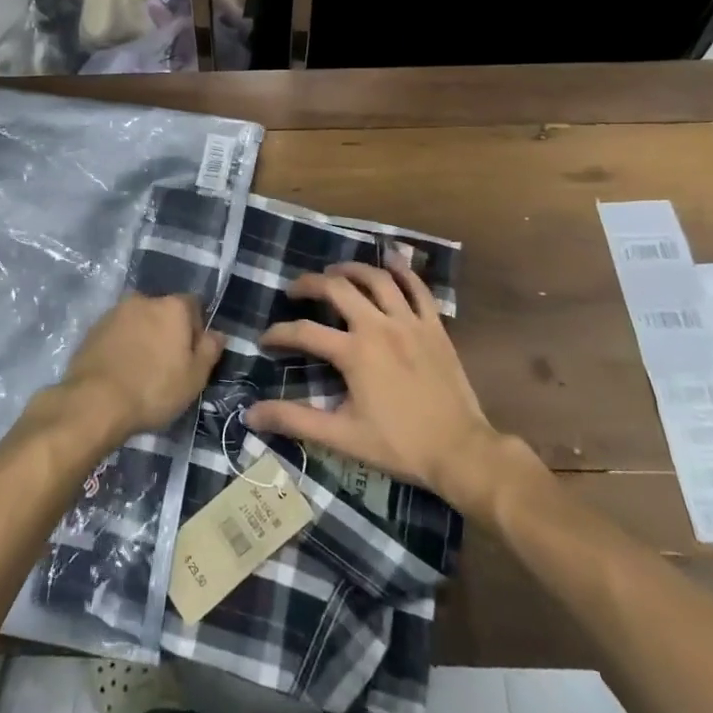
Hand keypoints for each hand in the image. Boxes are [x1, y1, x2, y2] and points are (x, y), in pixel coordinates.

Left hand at [59, 292, 222, 442]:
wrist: (94, 401)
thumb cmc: (154, 389)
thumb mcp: (194, 377)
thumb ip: (210, 350)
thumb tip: (217, 333)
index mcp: (172, 306)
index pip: (194, 305)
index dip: (197, 328)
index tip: (192, 354)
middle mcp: (144, 299)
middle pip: (164, 311)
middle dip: (168, 331)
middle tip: (168, 364)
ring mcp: (115, 312)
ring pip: (139, 320)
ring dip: (144, 337)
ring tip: (142, 369)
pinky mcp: (94, 328)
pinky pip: (118, 332)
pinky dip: (123, 344)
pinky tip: (122, 370)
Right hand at [244, 263, 504, 507]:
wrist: (461, 451)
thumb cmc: (399, 445)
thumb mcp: (341, 437)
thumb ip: (295, 420)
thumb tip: (251, 414)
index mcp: (354, 352)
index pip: (304, 332)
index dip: (279, 333)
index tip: (266, 340)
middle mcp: (379, 326)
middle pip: (337, 288)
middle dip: (310, 284)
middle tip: (295, 290)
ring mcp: (410, 322)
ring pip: (377, 279)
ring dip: (351, 269)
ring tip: (334, 271)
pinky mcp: (434, 326)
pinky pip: (418, 288)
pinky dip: (403, 271)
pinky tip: (391, 261)